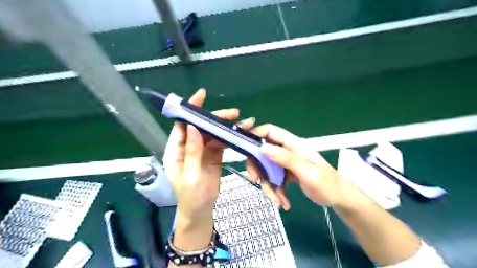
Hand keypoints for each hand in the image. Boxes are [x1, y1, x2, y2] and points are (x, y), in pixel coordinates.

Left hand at [162, 87, 255, 221]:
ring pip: (214, 133)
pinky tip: (241, 133)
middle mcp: (189, 146)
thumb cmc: (191, 196)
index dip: (191, 110)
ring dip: (228, 127)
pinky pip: (222, 142)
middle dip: (217, 118)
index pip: (183, 125)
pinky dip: (231, 137)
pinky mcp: (214, 155)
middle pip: (202, 126)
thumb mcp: (191, 175)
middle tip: (234, 113)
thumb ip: (192, 151)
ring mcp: (202, 150)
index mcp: (176, 150)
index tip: (202, 95)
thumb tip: (193, 126)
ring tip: (245, 123)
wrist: (201, 211)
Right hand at [246, 124, 346, 208]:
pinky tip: (284, 202)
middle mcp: (287, 151)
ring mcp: (286, 163)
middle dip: (258, 168)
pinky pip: (274, 179)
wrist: (339, 199)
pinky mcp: (286, 174)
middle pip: (263, 153)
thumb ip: (287, 159)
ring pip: (267, 169)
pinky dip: (276, 191)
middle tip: (255, 182)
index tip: (245, 150)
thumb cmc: (328, 184)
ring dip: (268, 186)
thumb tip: (263, 148)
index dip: (255, 135)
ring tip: (279, 202)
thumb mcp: (308, 173)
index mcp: (293, 145)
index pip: (270, 131)